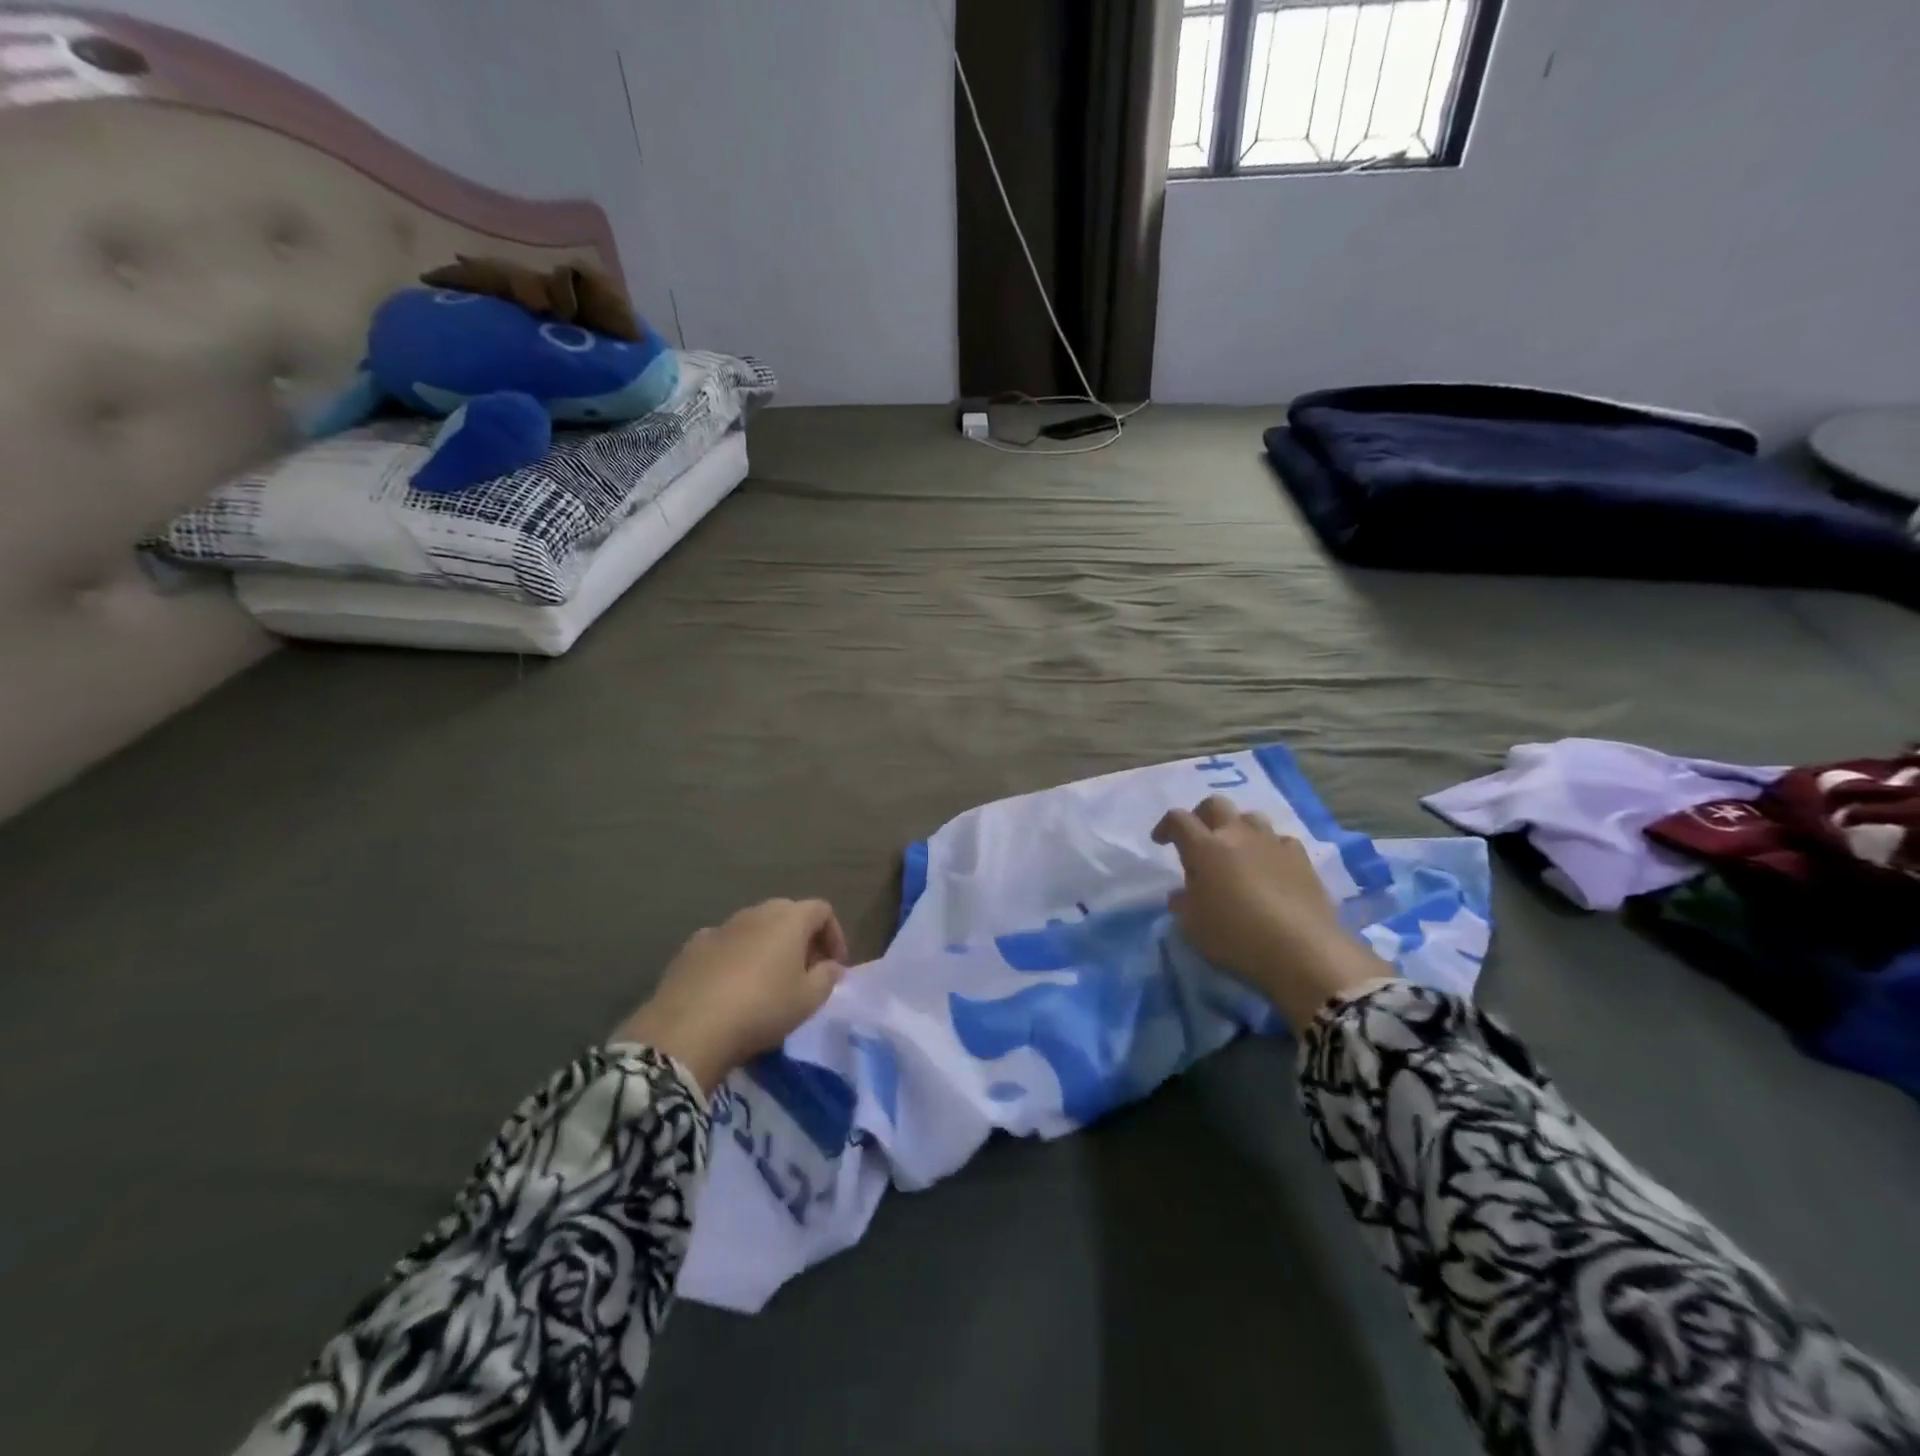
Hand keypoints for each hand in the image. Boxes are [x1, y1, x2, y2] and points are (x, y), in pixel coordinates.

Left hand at [611, 899, 849, 1093]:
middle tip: (806, 972)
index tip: (835, 966)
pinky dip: (736, 958)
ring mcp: (721, 927)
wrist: (689, 1028)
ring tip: (768, 982)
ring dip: (768, 947)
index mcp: (789, 919)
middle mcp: (755, 913)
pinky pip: (725, 944)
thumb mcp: (808, 1000)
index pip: (821, 910)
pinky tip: (731, 988)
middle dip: (802, 939)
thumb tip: (831, 966)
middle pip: (788, 914)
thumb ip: (827, 977)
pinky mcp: (692, 947)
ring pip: (754, 928)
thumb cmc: (761, 1008)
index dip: (834, 935)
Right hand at [1153, 796, 1390, 1028]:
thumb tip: (1181, 894)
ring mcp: (1272, 843)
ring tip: (1236, 851)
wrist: (1302, 950)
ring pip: (1251, 818)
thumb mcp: (1193, 926)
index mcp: (1204, 847)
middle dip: (1202, 815)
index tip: (1161, 841)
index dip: (1166, 826)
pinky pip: (1280, 841)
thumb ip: (1183, 904)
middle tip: (1198, 837)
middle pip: (1216, 805)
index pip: (1178, 820)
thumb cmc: (1235, 936)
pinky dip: (1270, 848)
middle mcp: (1237, 835)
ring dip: (1238, 829)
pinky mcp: (1302, 859)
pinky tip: (1270, 867)